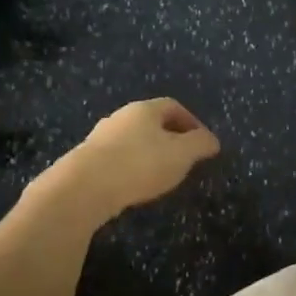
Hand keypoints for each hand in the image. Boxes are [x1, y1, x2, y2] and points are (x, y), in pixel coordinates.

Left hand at [39, 98, 221, 222]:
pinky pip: (116, 158)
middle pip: (151, 122)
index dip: (191, 121)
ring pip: (132, 140)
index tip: (202, 143)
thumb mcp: (181, 154)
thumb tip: (212, 141)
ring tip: (160, 176)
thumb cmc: (139, 164)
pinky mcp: (85, 160)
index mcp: (144, 109)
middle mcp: (120, 117)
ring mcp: (99, 138)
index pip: (173, 106)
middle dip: (170, 138)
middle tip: (184, 159)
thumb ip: (200, 144)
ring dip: (149, 154)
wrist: (83, 188)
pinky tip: (134, 186)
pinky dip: (130, 168)